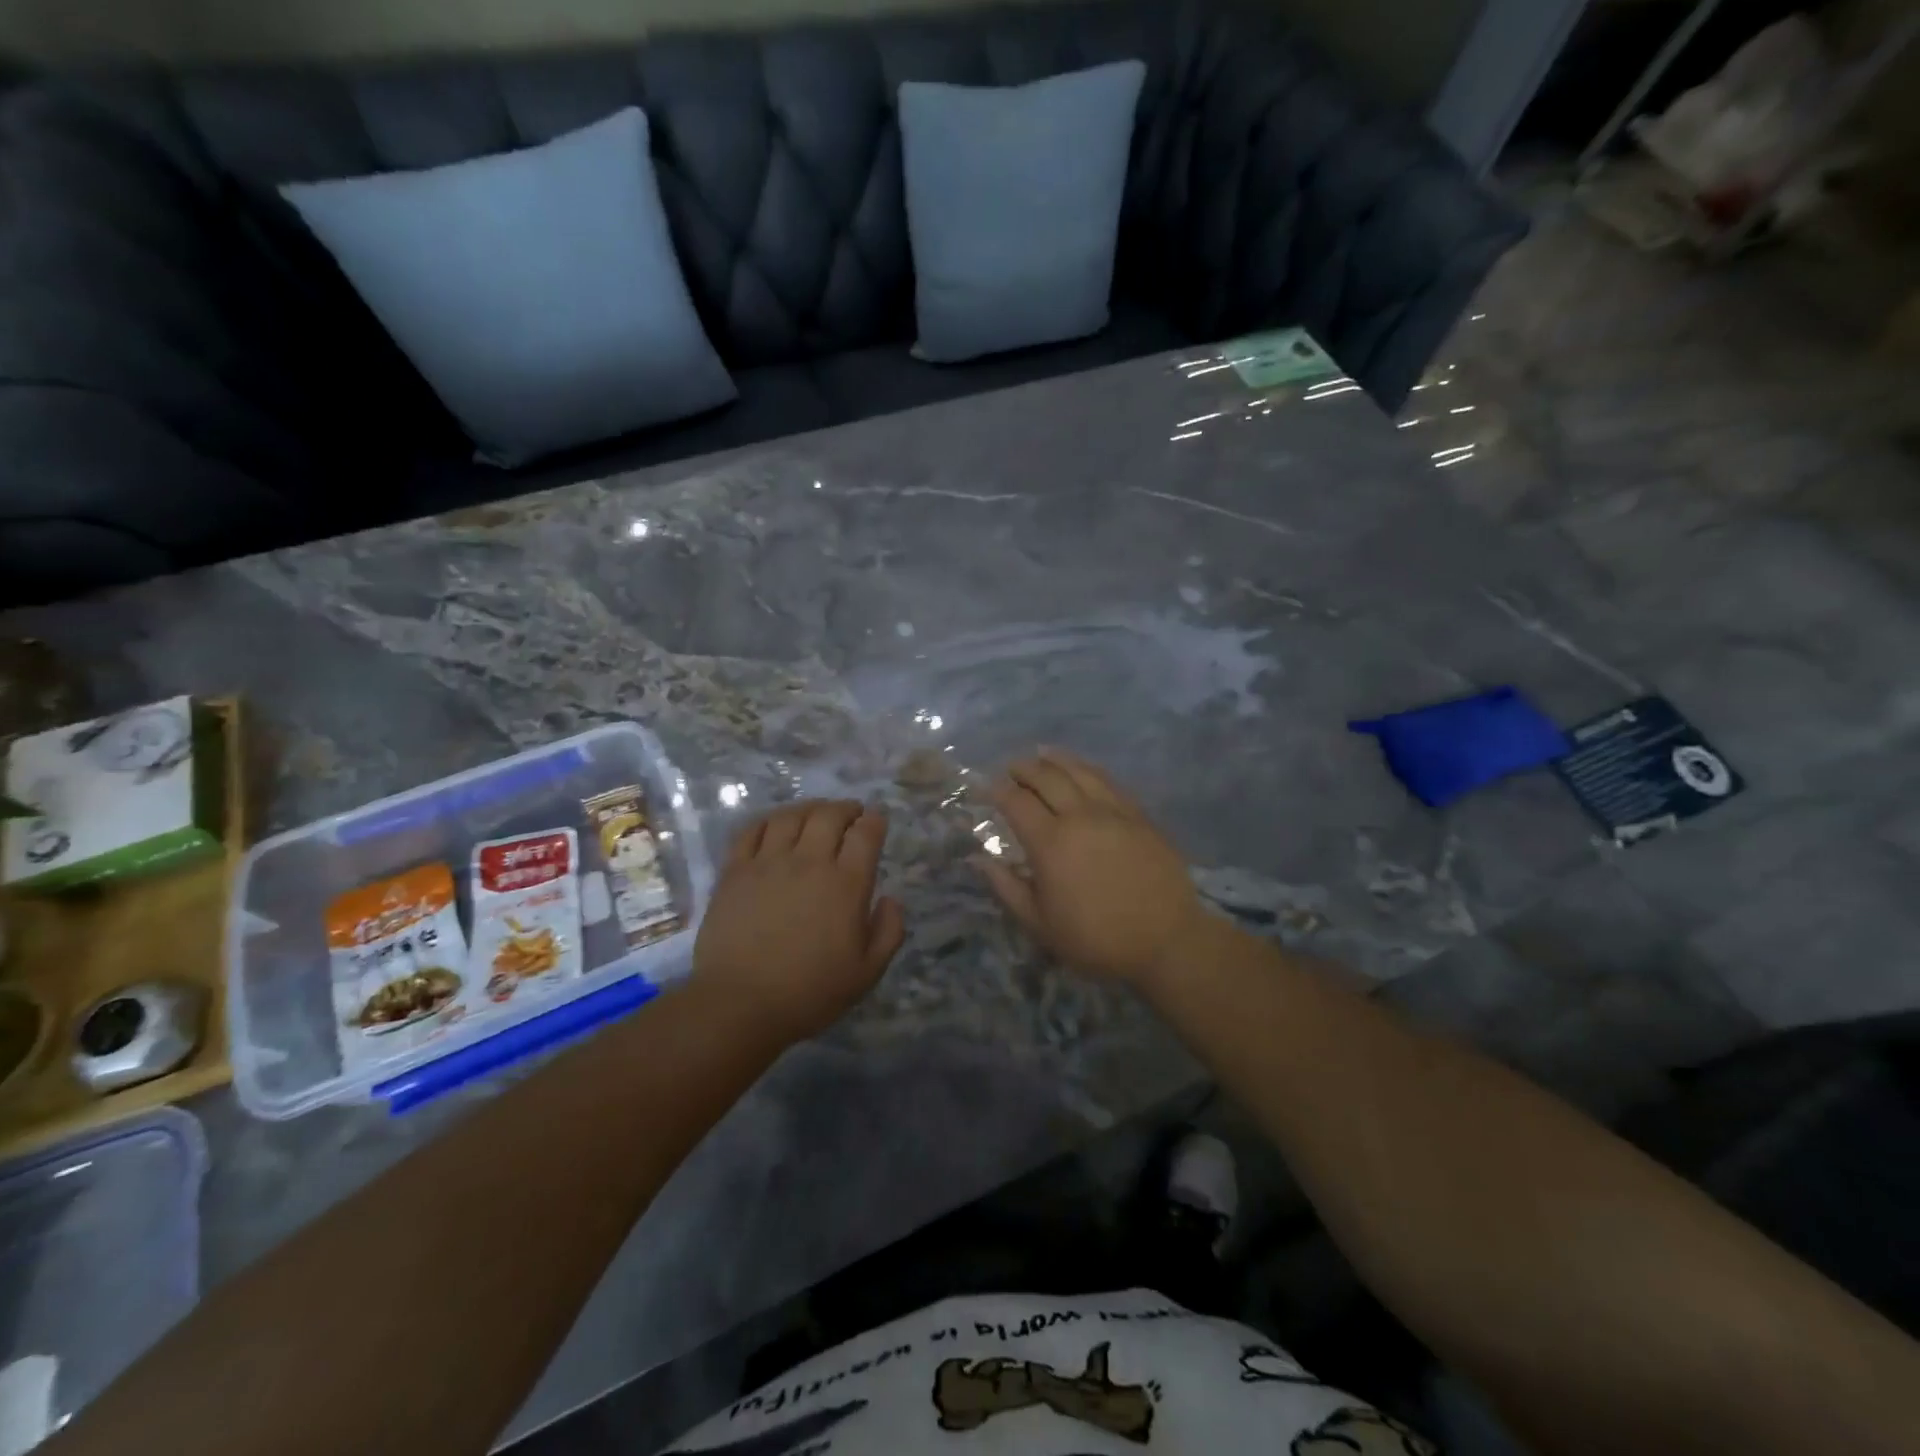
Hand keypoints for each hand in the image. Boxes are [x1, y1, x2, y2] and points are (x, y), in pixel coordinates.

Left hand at [694, 800, 904, 1044]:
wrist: (740, 1005)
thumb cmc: (810, 993)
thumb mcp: (867, 973)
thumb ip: (888, 932)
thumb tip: (892, 899)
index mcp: (846, 884)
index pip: (866, 834)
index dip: (875, 820)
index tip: (877, 820)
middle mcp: (809, 862)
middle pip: (829, 815)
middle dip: (846, 808)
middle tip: (852, 813)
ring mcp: (768, 863)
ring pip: (791, 816)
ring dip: (809, 808)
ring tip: (816, 813)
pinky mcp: (735, 871)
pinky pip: (752, 830)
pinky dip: (768, 820)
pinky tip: (774, 825)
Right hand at [975, 749, 1205, 990]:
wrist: (1165, 940)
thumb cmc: (1095, 939)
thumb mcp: (1040, 924)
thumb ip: (1007, 887)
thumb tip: (979, 859)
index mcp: (1050, 843)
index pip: (1016, 802)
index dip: (998, 790)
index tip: (987, 788)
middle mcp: (1079, 816)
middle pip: (1047, 777)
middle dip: (1024, 768)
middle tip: (1012, 767)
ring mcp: (1113, 811)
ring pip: (1079, 771)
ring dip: (1056, 759)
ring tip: (1042, 754)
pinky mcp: (1138, 815)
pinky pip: (1108, 781)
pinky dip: (1088, 770)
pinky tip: (1082, 770)